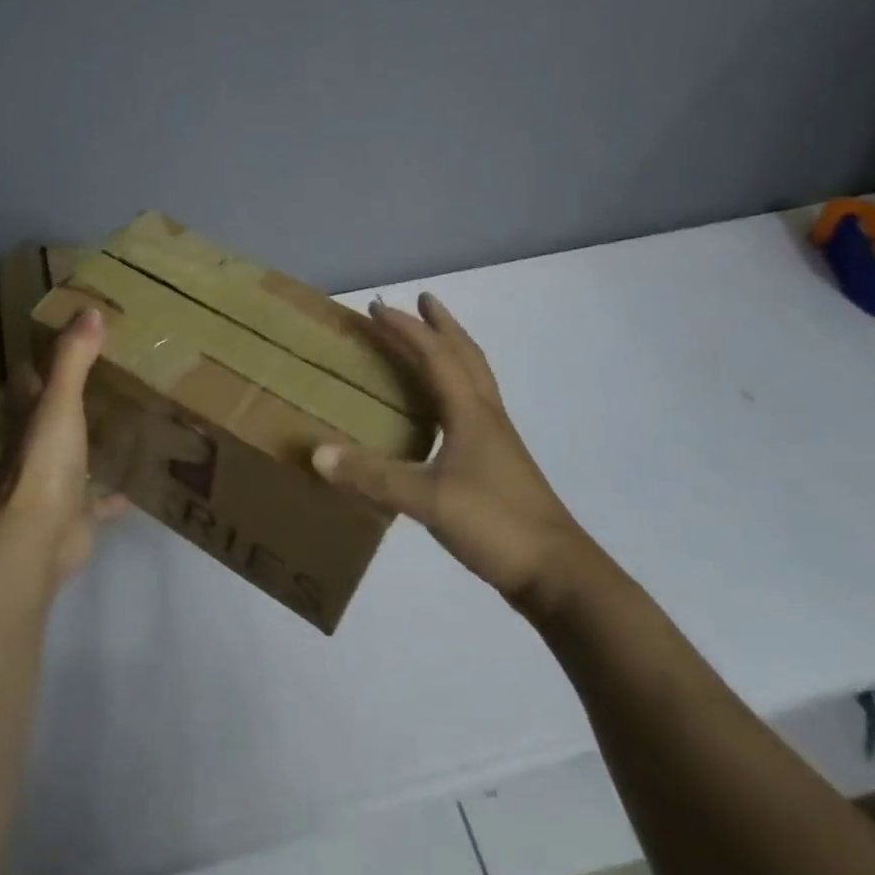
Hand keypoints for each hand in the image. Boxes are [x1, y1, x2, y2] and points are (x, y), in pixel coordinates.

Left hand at [0, 307, 127, 586]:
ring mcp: (57, 478)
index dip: (47, 352)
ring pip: (78, 449)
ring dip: (97, 436)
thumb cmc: (46, 461)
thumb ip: (74, 358)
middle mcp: (37, 443)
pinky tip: (144, 477)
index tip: (76, 331)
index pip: (31, 374)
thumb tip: (89, 311)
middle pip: (55, 410)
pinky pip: (101, 495)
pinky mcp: (77, 509)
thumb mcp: (60, 402)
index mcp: (28, 414)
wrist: (40, 535)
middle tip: (117, 368)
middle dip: (79, 391)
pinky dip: (118, 489)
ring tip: (133, 413)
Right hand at [312, 293, 595, 612]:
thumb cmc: (496, 524)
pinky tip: (441, 411)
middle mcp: (486, 416)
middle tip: (422, 301)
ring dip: (452, 352)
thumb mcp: (428, 500)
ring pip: (474, 379)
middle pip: (465, 356)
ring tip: (431, 342)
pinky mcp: (498, 464)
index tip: (377, 308)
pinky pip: (472, 407)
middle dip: (441, 325)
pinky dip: (454, 389)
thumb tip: (317, 454)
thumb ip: (374, 477)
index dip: (406, 329)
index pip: (436, 356)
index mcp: (471, 413)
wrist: (557, 573)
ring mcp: (497, 440)